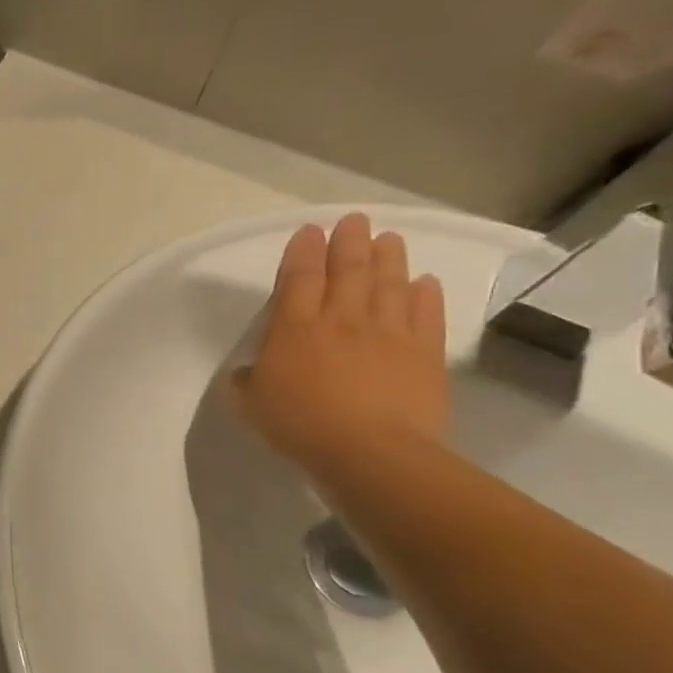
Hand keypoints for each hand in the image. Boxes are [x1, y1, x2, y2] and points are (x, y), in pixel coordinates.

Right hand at [231, 213, 450, 475]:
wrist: (370, 453)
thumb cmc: (299, 425)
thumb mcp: (249, 403)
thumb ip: (245, 380)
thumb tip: (248, 372)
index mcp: (294, 328)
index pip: (298, 278)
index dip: (303, 252)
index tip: (309, 231)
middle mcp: (341, 319)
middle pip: (348, 270)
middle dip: (349, 242)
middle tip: (354, 220)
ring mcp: (388, 333)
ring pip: (390, 284)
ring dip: (389, 258)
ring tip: (389, 238)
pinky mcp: (424, 354)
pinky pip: (427, 315)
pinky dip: (427, 295)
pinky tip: (426, 282)